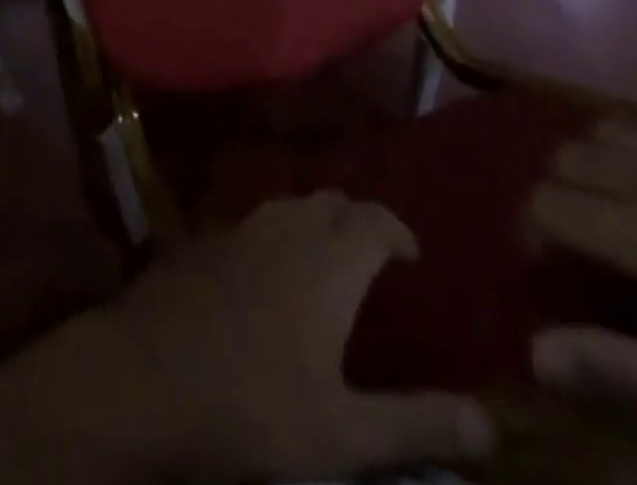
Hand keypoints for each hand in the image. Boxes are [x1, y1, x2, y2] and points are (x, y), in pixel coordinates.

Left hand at [102, 193, 492, 482]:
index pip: (375, 219)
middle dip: (359, 222)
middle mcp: (287, 227)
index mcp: (328, 260)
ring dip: (316, 225)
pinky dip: (278, 237)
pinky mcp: (206, 239)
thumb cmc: (252, 406)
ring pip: (291, 207)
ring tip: (327, 265)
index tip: (412, 257)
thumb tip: (491, 422)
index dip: (398, 231)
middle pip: (333, 202)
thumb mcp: (343, 433)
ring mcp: (240, 227)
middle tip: (373, 261)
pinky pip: (255, 223)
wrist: (145, 377)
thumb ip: (417, 424)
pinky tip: (270, 276)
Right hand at [528, 117, 636, 461]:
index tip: (553, 263)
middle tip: (589, 236)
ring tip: (625, 201)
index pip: (552, 205)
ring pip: (612, 127)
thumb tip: (534, 349)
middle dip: (564, 191)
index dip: (538, 232)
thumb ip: (622, 372)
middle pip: (573, 156)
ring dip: (602, 160)